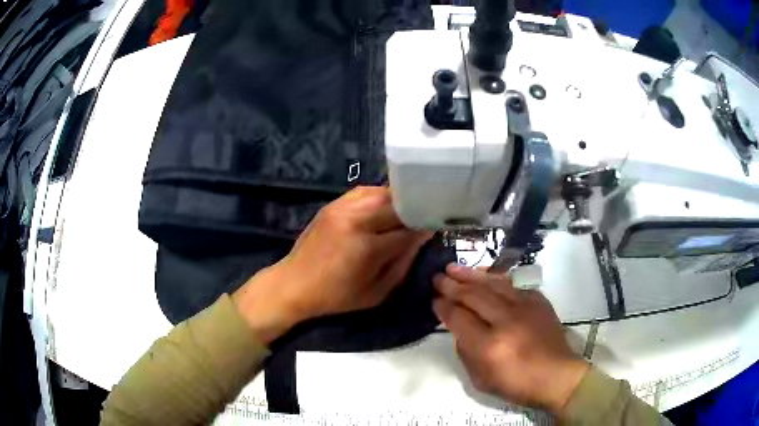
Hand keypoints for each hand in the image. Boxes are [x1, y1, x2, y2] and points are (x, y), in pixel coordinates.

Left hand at [233, 186, 430, 344]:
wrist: (295, 284)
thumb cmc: (337, 296)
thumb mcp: (377, 291)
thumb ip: (403, 263)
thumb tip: (421, 238)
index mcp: (368, 246)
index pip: (408, 228)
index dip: (425, 227)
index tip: (436, 227)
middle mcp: (356, 219)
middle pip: (398, 203)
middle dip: (415, 209)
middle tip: (425, 217)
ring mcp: (342, 207)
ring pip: (382, 192)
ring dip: (399, 200)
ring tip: (408, 212)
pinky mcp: (333, 204)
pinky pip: (365, 191)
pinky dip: (380, 197)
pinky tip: (385, 208)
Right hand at [433, 264, 588, 414]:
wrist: (557, 375)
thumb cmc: (517, 384)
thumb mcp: (480, 380)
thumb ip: (465, 353)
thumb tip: (459, 329)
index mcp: (489, 347)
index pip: (458, 318)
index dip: (443, 307)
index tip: (434, 300)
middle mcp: (506, 322)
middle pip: (473, 296)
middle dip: (452, 285)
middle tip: (437, 278)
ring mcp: (525, 308)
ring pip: (492, 284)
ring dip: (470, 275)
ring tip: (453, 267)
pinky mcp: (538, 301)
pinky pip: (512, 284)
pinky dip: (495, 277)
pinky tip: (485, 273)